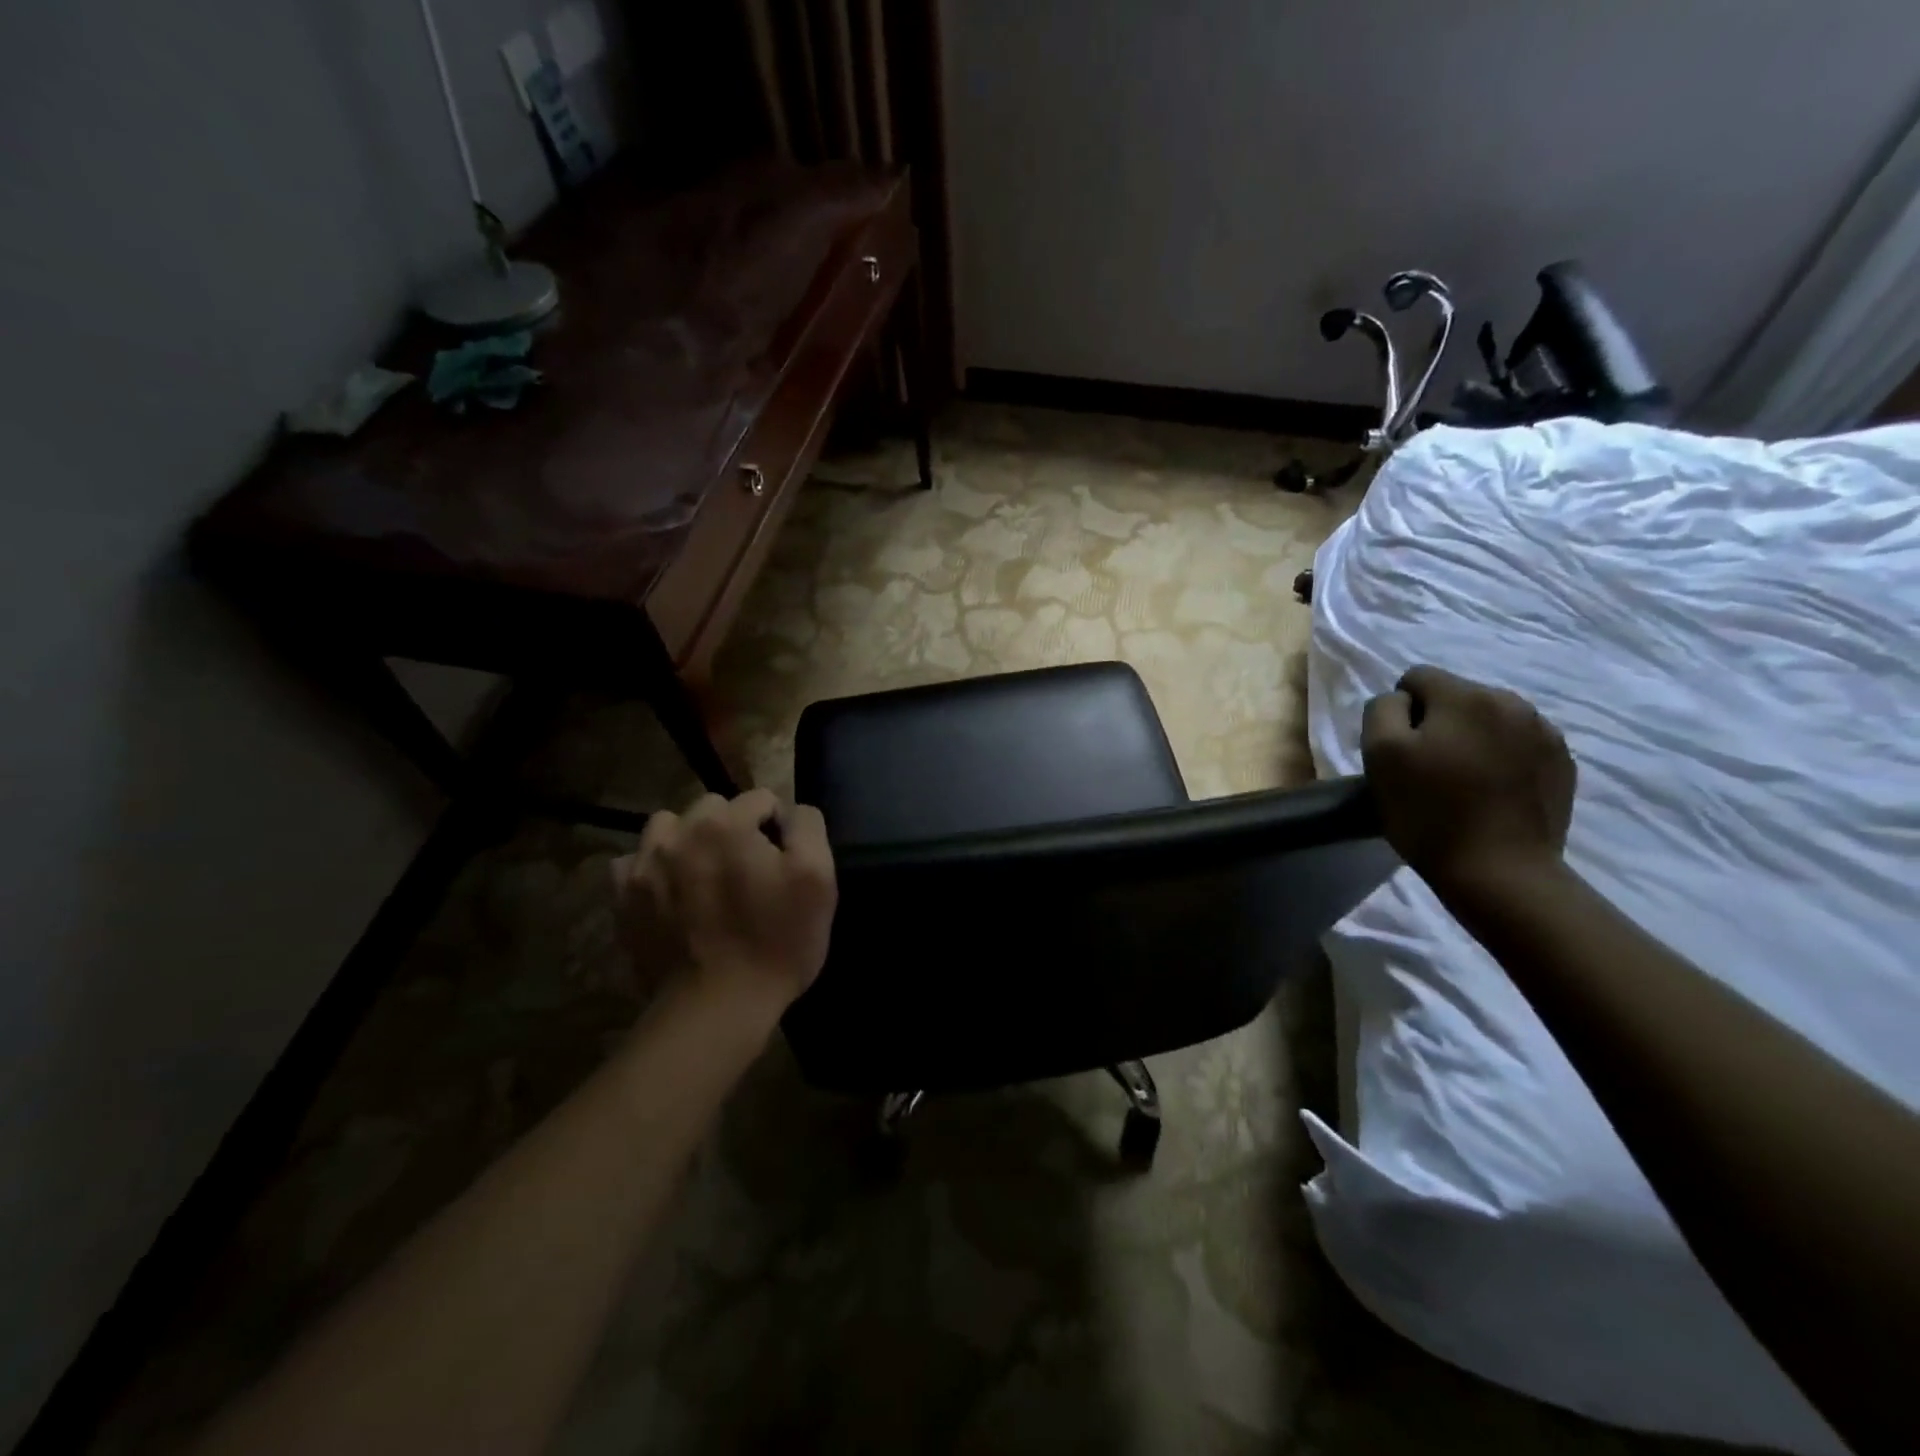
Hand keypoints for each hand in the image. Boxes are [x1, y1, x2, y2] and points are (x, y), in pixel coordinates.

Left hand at [611, 789, 836, 1021]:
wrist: (716, 1008)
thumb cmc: (776, 942)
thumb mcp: (818, 880)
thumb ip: (807, 827)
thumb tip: (789, 812)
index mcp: (726, 824)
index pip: (760, 799)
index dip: (777, 827)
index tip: (782, 862)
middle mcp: (678, 833)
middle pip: (712, 808)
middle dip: (732, 828)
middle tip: (745, 870)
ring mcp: (643, 866)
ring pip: (668, 828)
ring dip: (688, 841)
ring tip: (704, 876)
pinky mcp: (623, 899)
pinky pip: (633, 863)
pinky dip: (653, 870)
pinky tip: (671, 894)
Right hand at [1360, 666, 1576, 893]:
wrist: (1500, 871)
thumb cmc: (1429, 811)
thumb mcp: (1380, 754)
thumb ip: (1383, 710)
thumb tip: (1401, 700)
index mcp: (1465, 696)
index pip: (1416, 679)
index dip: (1399, 712)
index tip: (1400, 751)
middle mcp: (1511, 702)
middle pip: (1456, 696)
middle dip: (1437, 722)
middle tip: (1427, 769)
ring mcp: (1544, 733)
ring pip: (1489, 720)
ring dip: (1470, 739)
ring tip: (1461, 781)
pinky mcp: (1562, 764)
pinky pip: (1518, 745)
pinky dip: (1500, 759)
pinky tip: (1491, 792)